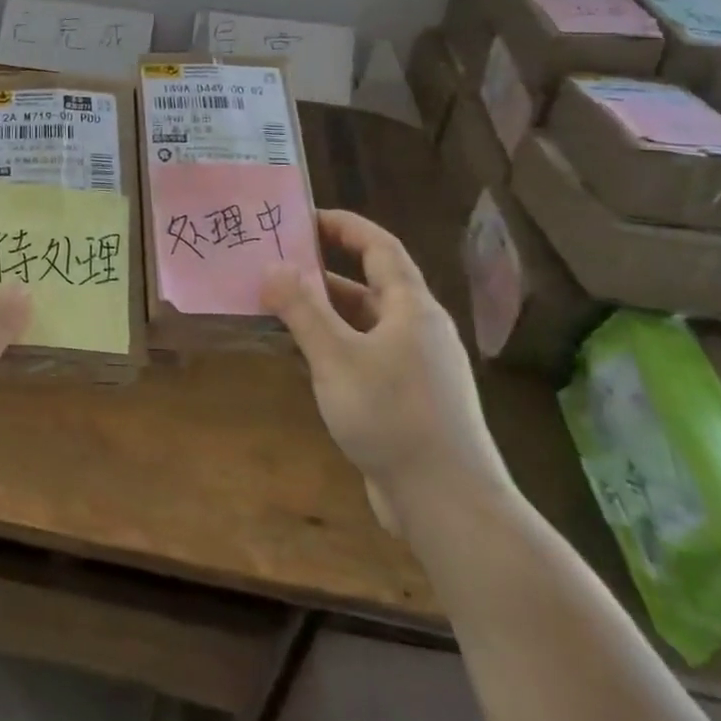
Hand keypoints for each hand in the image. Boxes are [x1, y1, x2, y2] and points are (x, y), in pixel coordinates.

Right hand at [262, 210, 510, 532]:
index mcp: (412, 308)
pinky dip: (333, 345)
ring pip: (364, 323)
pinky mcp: (407, 399)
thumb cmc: (393, 417)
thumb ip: (303, 309)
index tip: (303, 217)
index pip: (379, 247)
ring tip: (277, 305)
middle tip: (276, 262)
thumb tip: (272, 266)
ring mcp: (415, 367)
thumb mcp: (337, 357)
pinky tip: (302, 357)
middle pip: (370, 284)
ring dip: (324, 311)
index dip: (344, 226)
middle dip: (323, 270)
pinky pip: (364, 355)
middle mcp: (418, 330)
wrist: (447, 503)